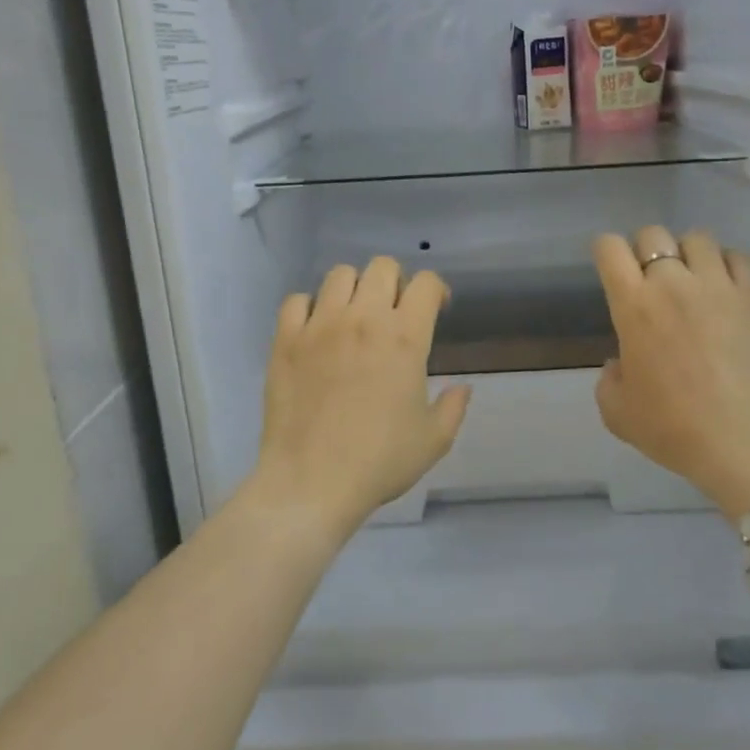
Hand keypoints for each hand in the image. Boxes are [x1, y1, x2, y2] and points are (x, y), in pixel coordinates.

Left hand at [251, 258, 471, 542]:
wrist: (312, 482)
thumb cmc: (379, 461)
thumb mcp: (433, 441)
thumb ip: (453, 407)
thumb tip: (463, 388)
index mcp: (405, 337)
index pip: (425, 283)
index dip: (435, 290)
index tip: (435, 309)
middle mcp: (363, 319)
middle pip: (382, 267)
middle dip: (395, 282)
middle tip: (394, 311)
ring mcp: (319, 326)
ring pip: (339, 275)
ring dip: (354, 289)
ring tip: (354, 316)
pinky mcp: (285, 340)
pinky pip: (296, 300)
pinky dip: (309, 307)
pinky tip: (316, 330)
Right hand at [593, 227, 749, 521]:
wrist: (747, 444)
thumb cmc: (675, 429)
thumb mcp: (617, 412)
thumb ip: (609, 378)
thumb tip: (622, 362)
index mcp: (634, 306)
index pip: (610, 248)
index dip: (606, 252)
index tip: (612, 270)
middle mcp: (674, 283)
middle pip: (653, 234)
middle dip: (646, 252)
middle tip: (653, 282)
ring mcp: (720, 285)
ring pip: (698, 238)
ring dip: (689, 255)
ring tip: (693, 282)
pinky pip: (740, 257)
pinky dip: (729, 265)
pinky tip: (727, 290)